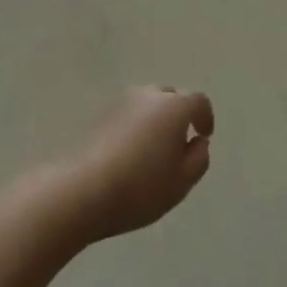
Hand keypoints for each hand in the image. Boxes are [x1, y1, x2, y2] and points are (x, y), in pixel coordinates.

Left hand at [59, 88, 214, 243]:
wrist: (80, 190)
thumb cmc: (140, 187)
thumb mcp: (182, 182)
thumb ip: (199, 158)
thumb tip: (197, 142)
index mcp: (174, 107)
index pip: (198, 101)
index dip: (205, 117)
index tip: (204, 135)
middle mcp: (148, 96)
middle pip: (171, 98)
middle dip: (178, 116)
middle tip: (177, 145)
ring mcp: (120, 102)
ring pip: (147, 105)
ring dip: (154, 121)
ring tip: (151, 151)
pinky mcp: (98, 115)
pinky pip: (127, 116)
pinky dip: (134, 128)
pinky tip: (128, 155)